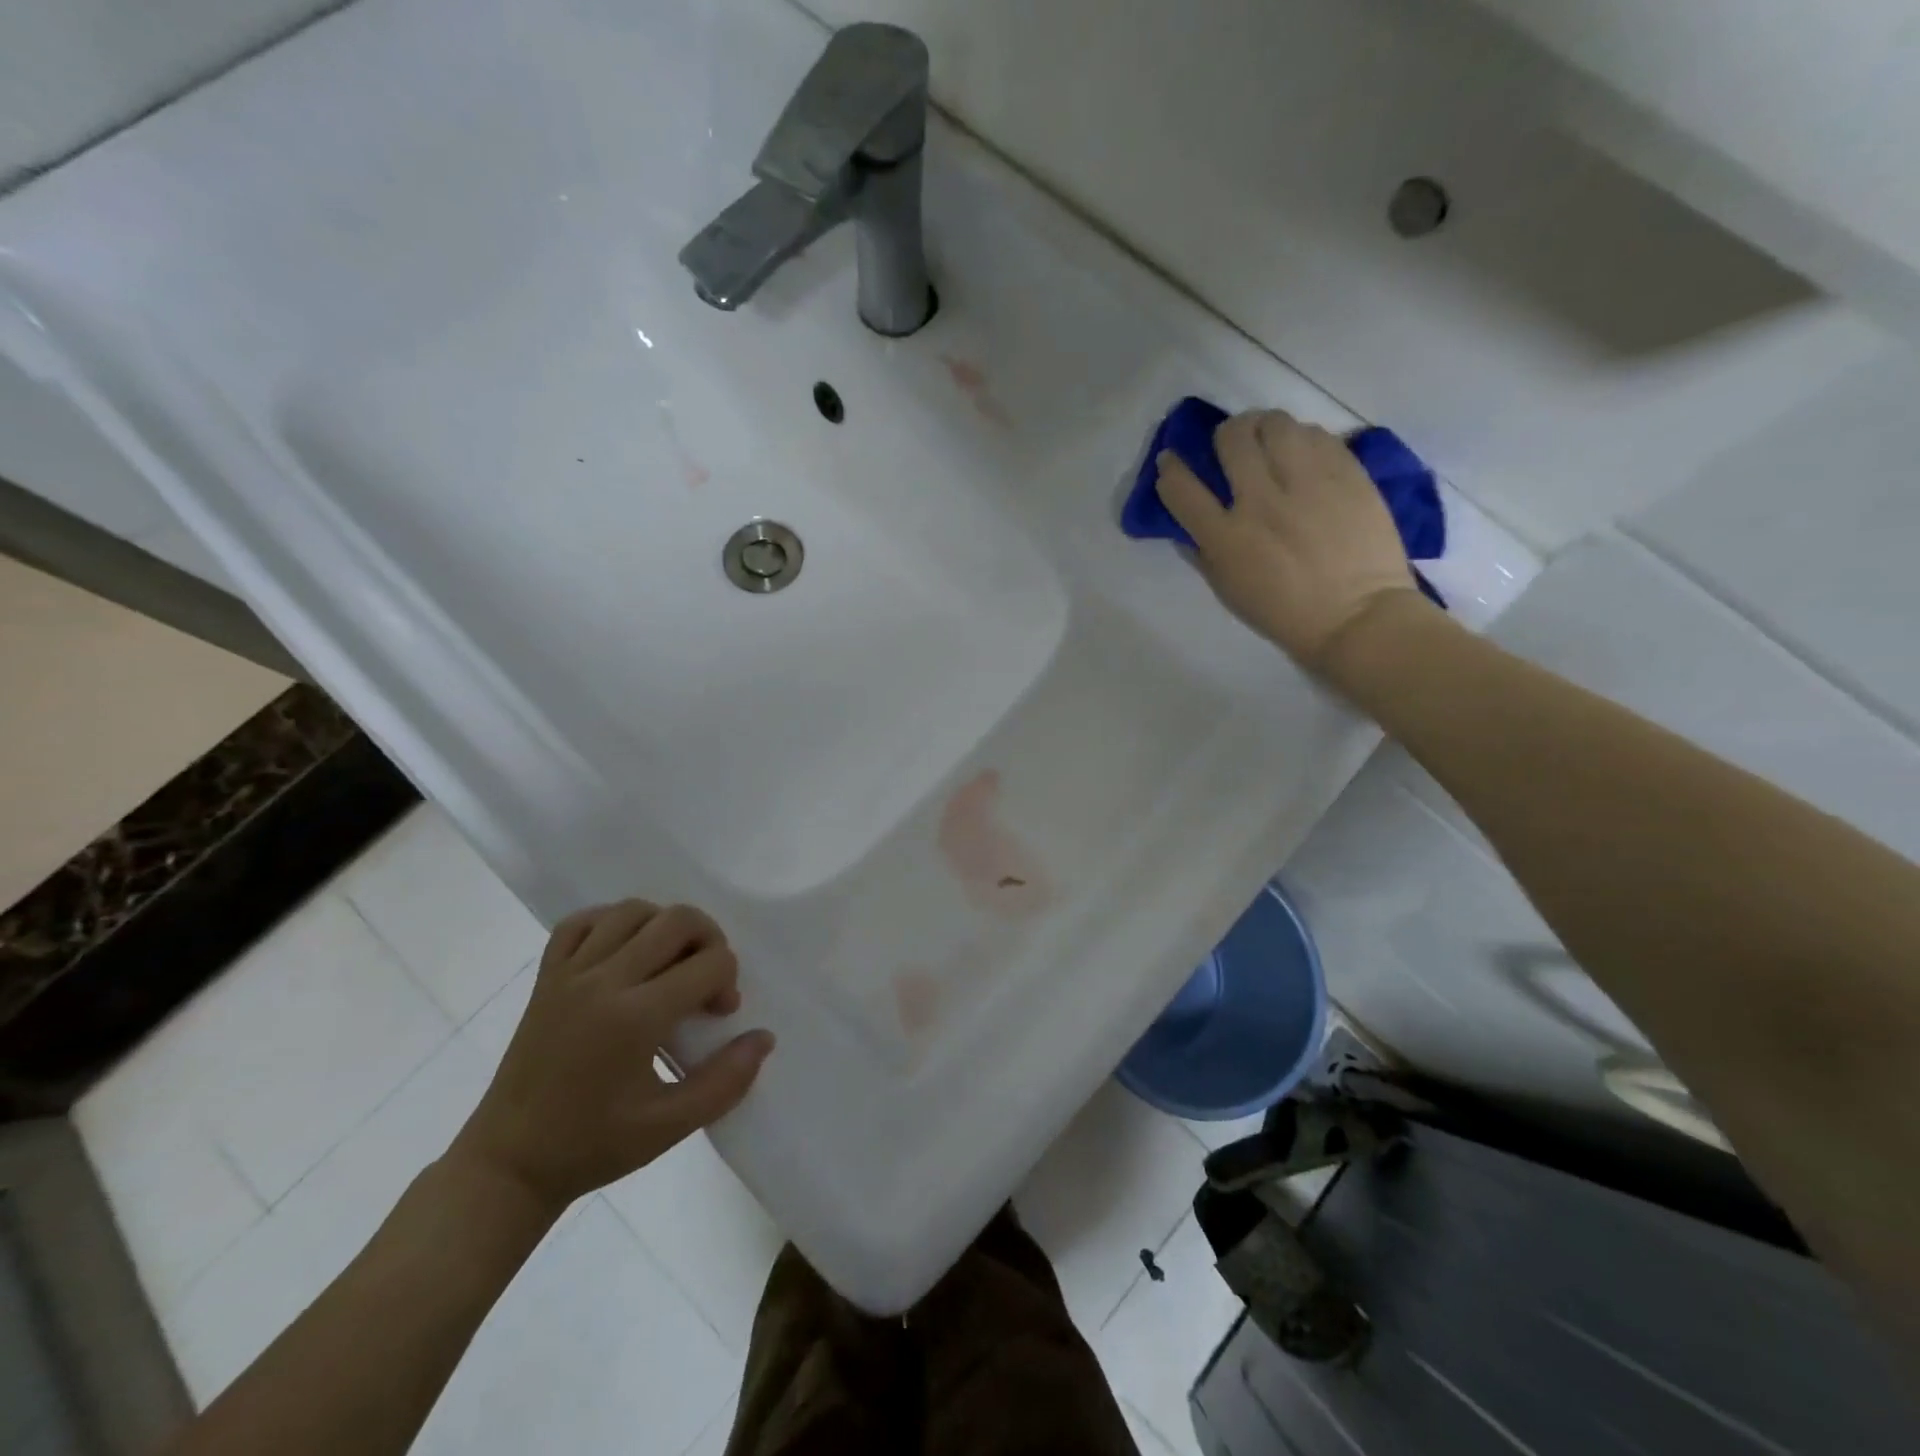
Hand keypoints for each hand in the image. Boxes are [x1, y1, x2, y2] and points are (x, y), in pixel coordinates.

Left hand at [451, 901, 774, 1214]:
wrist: (509, 1165)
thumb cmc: (593, 1146)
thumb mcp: (669, 1127)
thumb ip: (725, 1082)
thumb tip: (763, 1038)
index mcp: (635, 1018)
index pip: (709, 963)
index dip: (728, 982)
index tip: (719, 1015)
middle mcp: (603, 982)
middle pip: (676, 920)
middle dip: (708, 940)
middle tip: (705, 981)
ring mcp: (569, 974)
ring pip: (632, 910)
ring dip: (664, 926)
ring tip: (669, 963)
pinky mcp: (546, 977)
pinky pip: (581, 922)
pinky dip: (610, 922)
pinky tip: (624, 950)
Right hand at [1154, 409, 1421, 671]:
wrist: (1357, 617)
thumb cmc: (1285, 612)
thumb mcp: (1229, 590)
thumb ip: (1205, 552)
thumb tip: (1190, 522)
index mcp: (1227, 538)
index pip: (1182, 488)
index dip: (1170, 469)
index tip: (1171, 461)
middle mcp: (1261, 501)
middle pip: (1232, 439)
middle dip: (1224, 436)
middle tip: (1232, 445)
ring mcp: (1307, 483)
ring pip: (1276, 424)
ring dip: (1265, 427)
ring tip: (1270, 441)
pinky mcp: (1346, 474)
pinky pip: (1318, 435)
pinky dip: (1303, 439)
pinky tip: (1305, 455)